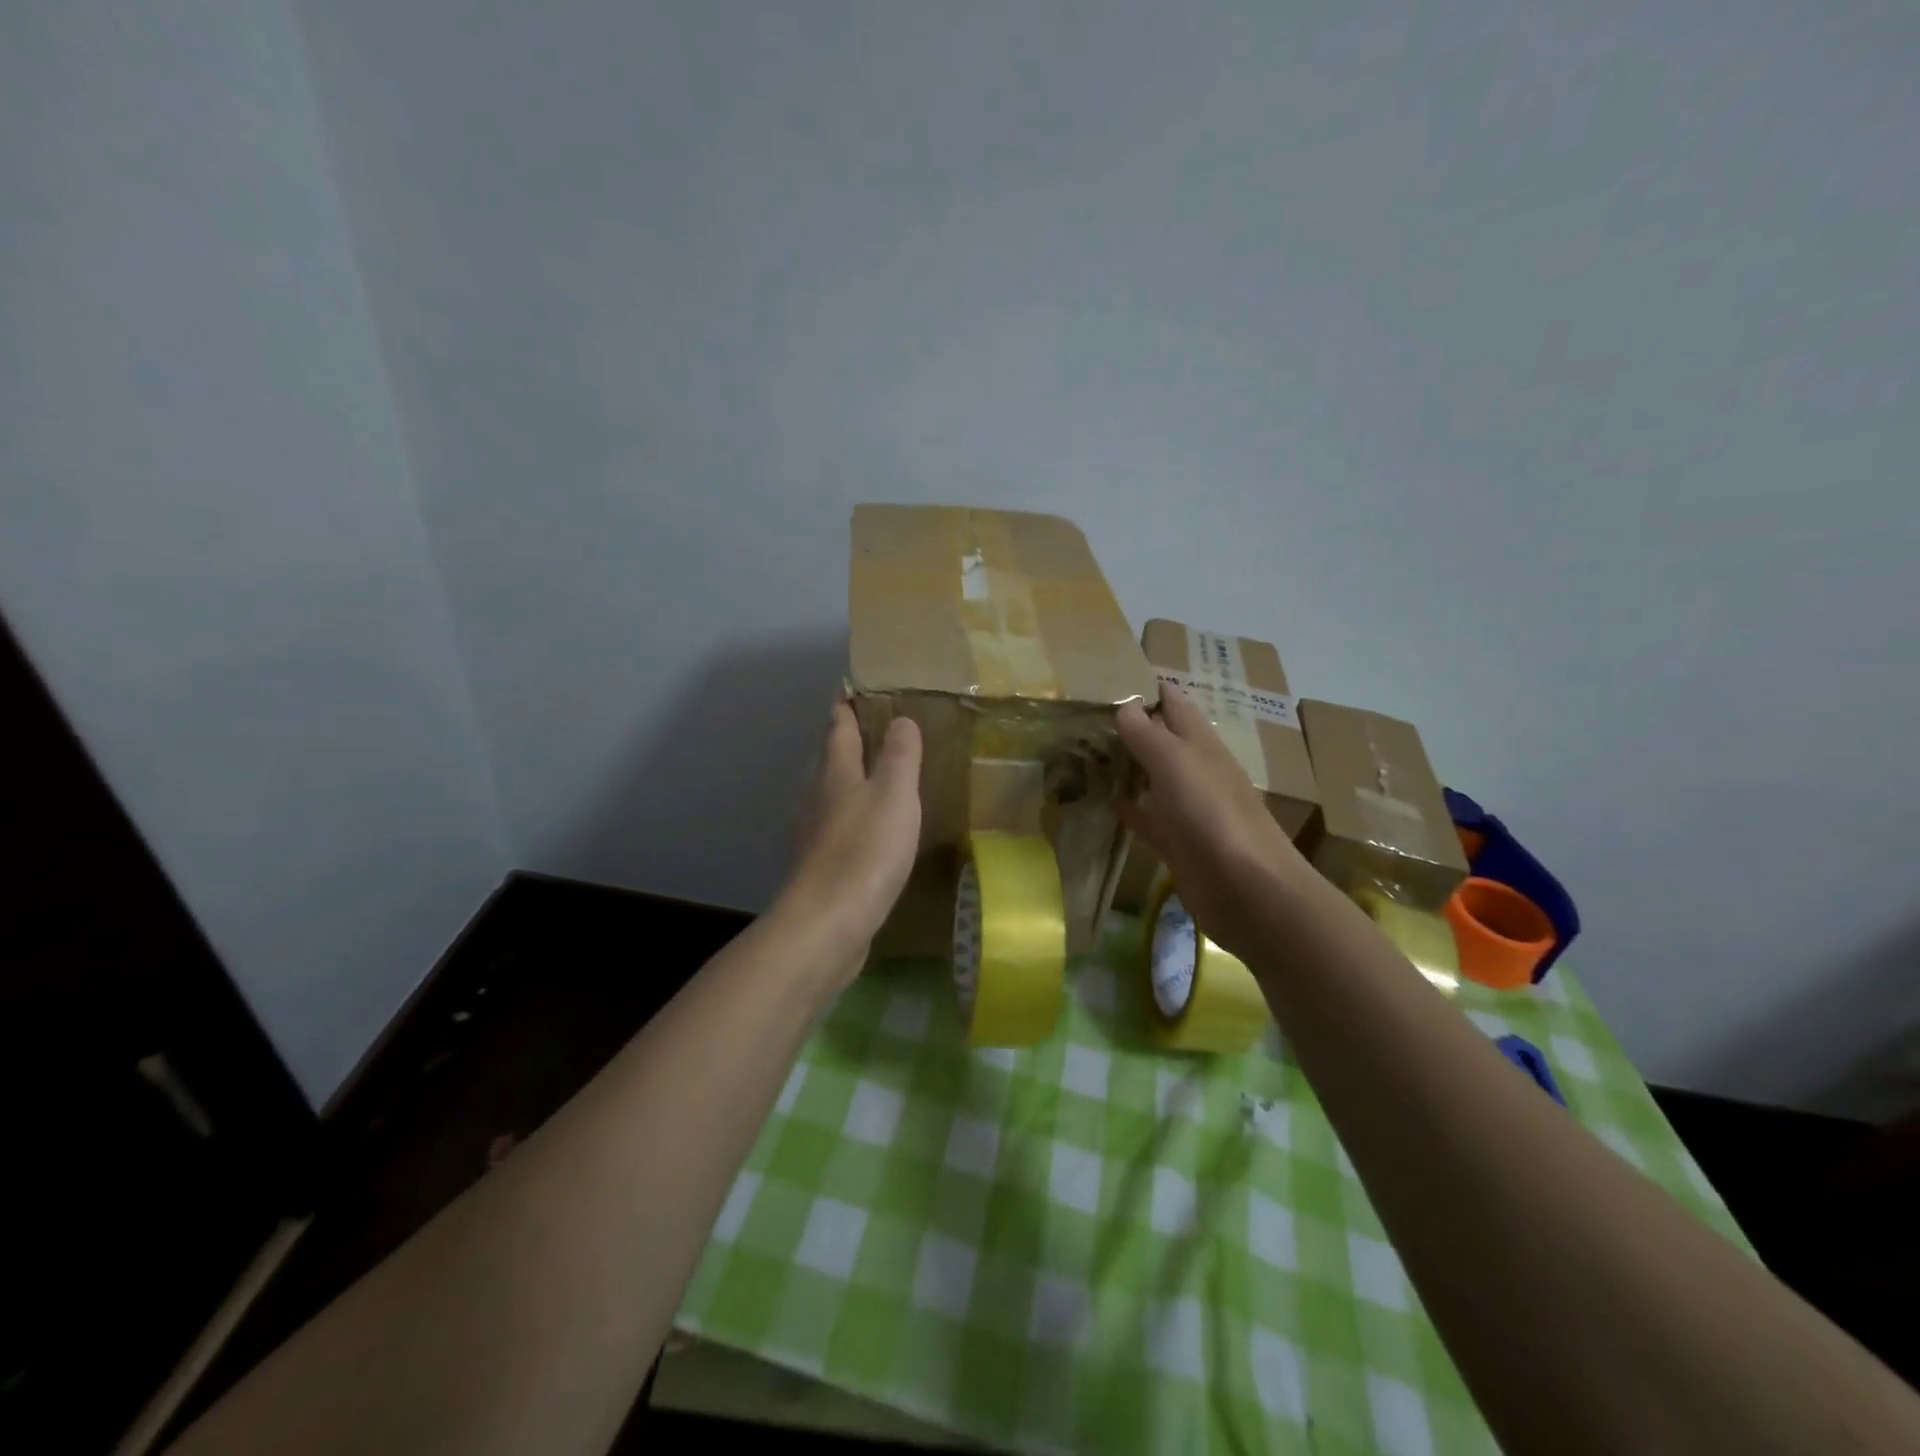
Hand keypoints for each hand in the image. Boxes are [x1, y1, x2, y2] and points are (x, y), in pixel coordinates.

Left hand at [777, 702, 922, 982]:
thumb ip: (900, 755)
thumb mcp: (894, 794)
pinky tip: (870, 830)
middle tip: (877, 729)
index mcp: (835, 772)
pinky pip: (837, 827)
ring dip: (850, 780)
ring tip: (879, 777)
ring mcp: (814, 832)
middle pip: (830, 758)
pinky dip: (853, 817)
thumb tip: (901, 719)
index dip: (847, 705)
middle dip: (848, 741)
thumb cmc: (865, 851)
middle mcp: (817, 795)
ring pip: (832, 793)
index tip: (855, 688)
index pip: (839, 726)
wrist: (828, 923)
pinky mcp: (819, 865)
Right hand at [1117, 683, 1309, 957]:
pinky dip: (1132, 809)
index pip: (1175, 704)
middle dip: (1134, 726)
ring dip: (1129, 766)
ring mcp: (1190, 810)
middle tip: (1088, 715)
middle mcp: (1197, 771)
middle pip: (1164, 740)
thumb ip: (1149, 733)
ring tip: (1090, 753)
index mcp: (1201, 745)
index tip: (1113, 676)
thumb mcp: (1176, 763)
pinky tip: (1109, 804)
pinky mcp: (1180, 844)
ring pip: (1155, 778)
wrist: (1247, 890)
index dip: (1150, 688)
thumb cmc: (1212, 815)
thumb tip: (1127, 703)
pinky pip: (1150, 819)